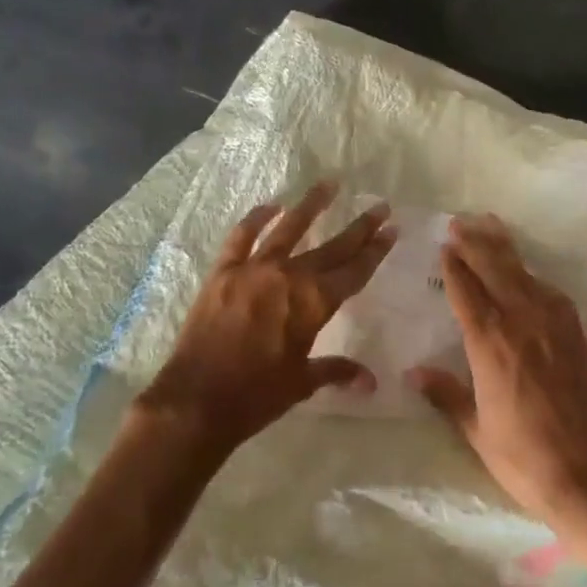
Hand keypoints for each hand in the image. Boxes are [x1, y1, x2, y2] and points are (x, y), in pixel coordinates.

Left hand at [138, 183, 395, 456]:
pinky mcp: (223, 272)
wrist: (195, 401)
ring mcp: (254, 269)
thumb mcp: (302, 383)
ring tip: (329, 184)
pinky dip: (257, 219)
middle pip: (332, 247)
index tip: (391, 229)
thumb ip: (336, 371)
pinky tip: (271, 206)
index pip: (354, 270)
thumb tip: (370, 382)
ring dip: (311, 206)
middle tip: (380, 206)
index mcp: (315, 303)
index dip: (375, 251)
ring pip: (289, 229)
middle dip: (359, 227)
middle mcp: (290, 276)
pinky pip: (242, 237)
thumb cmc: (256, 396)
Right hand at [408, 215, 586, 525]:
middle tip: (460, 222)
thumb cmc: (521, 455)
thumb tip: (413, 374)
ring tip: (490, 226)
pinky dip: (532, 276)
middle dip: (477, 243)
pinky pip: (550, 293)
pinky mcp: (575, 334)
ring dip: (505, 249)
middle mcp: (521, 323)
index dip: (455, 266)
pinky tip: (526, 273)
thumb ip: (445, 394)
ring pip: (524, 274)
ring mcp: (553, 325)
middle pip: (496, 270)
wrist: (585, 471)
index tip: (444, 245)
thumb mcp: (475, 428)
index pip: (466, 292)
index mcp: (490, 344)